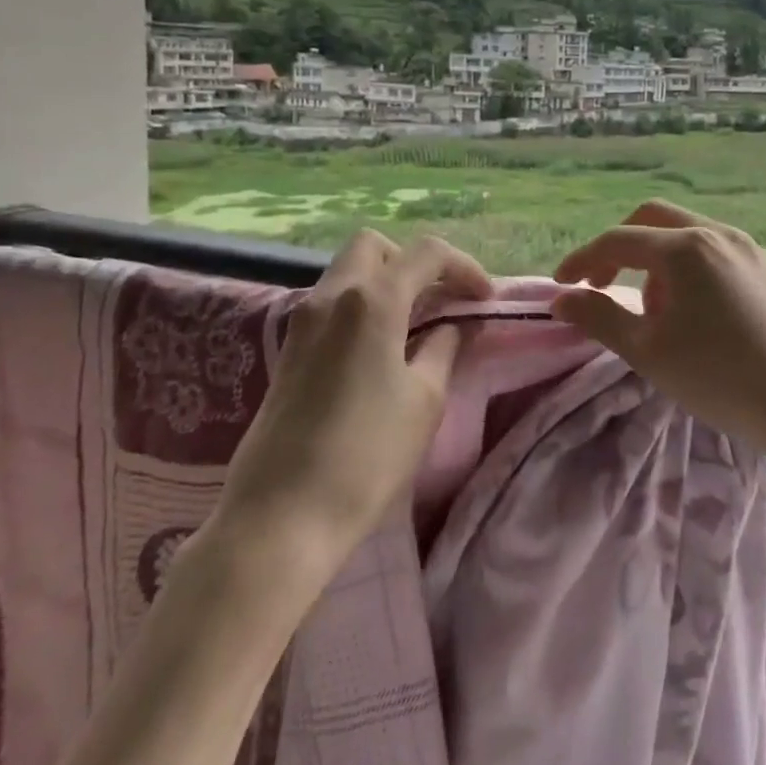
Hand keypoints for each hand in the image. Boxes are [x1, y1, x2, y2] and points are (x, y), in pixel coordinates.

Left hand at [203, 229, 490, 576]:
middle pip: (374, 246)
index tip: (484, 298)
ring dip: (385, 281)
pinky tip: (381, 346)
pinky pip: (331, 301)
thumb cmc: (366, 456)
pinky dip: (362, 304)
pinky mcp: (289, 349)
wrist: (281, 518)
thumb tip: (455, 325)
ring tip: (416, 322)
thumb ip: (445, 348)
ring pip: (348, 271)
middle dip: (412, 261)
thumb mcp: (424, 400)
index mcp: (371, 301)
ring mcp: (302, 321)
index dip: (464, 266)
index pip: (426, 253)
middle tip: (439, 298)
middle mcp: (331, 296)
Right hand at [551, 200, 765, 460]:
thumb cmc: (722, 378)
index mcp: (685, 248)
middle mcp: (717, 233)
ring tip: (654, 314)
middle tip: (603, 285)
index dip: (582, 260)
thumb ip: (599, 317)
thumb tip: (561, 300)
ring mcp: (748, 248)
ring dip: (655, 260)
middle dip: (620, 248)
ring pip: (686, 234)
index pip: (618, 240)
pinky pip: (714, 251)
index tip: (562, 287)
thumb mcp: (649, 352)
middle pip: (652, 219)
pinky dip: (688, 268)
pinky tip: (694, 313)